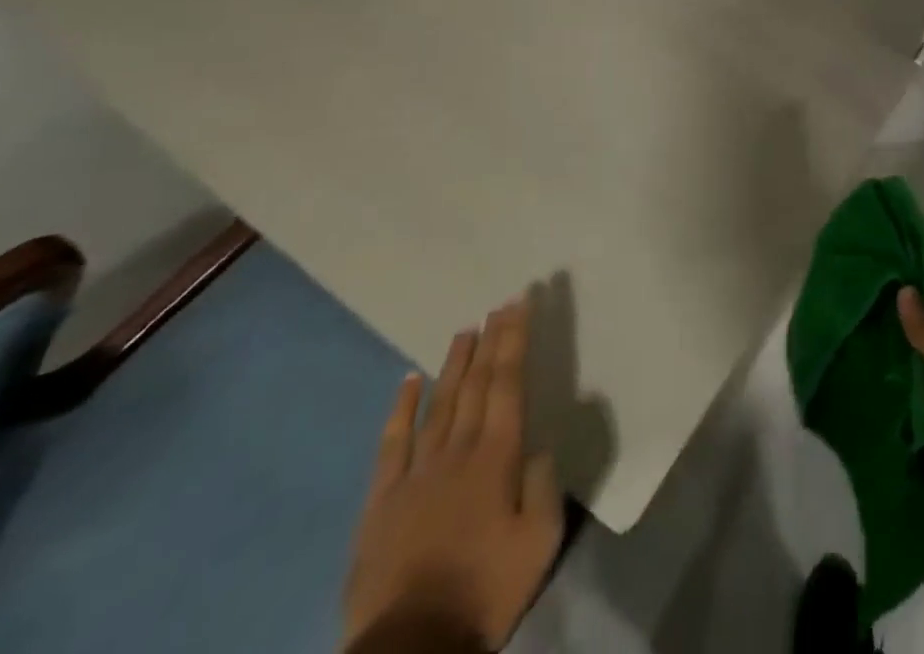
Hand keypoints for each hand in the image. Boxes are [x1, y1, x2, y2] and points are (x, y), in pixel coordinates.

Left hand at [343, 297, 564, 651]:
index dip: (514, 340)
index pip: (508, 383)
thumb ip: (542, 485)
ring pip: (439, 403)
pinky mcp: (381, 502)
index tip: (520, 304)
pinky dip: (401, 409)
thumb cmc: (485, 591)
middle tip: (499, 304)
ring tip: (465, 330)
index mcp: (496, 458)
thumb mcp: (539, 542)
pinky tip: (408, 382)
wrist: (410, 648)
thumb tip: (537, 447)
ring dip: (454, 364)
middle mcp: (457, 452)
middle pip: (476, 384)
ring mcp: (415, 474)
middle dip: (490, 340)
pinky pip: (392, 444)